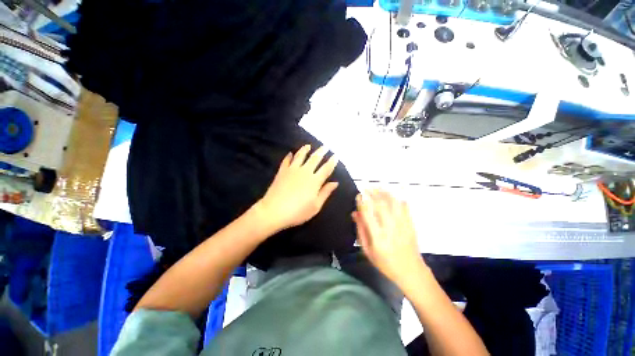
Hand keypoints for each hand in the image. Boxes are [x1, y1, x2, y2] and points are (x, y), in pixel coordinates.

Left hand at [257, 145, 338, 231]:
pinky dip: (289, 156)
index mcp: (315, 181)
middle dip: (321, 152)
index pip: (326, 168)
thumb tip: (335, 183)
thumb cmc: (297, 212)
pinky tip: (290, 153)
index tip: (335, 155)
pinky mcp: (282, 171)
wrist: (274, 211)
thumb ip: (325, 193)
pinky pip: (286, 161)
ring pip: (300, 156)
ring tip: (308, 146)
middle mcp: (305, 172)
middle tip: (325, 146)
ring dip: (305, 150)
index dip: (332, 162)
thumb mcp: (315, 206)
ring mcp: (292, 170)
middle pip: (315, 158)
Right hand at [352, 190, 426, 289]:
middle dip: (372, 193)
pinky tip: (393, 195)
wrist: (411, 271)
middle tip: (366, 188)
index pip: (368, 214)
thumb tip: (355, 213)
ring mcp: (402, 225)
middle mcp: (390, 228)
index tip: (358, 195)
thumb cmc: (385, 263)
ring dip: (384, 193)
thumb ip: (360, 231)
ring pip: (393, 203)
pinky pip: (405, 207)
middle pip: (381, 205)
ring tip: (377, 187)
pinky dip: (398, 199)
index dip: (362, 202)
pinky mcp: (411, 224)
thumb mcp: (367, 250)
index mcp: (378, 237)